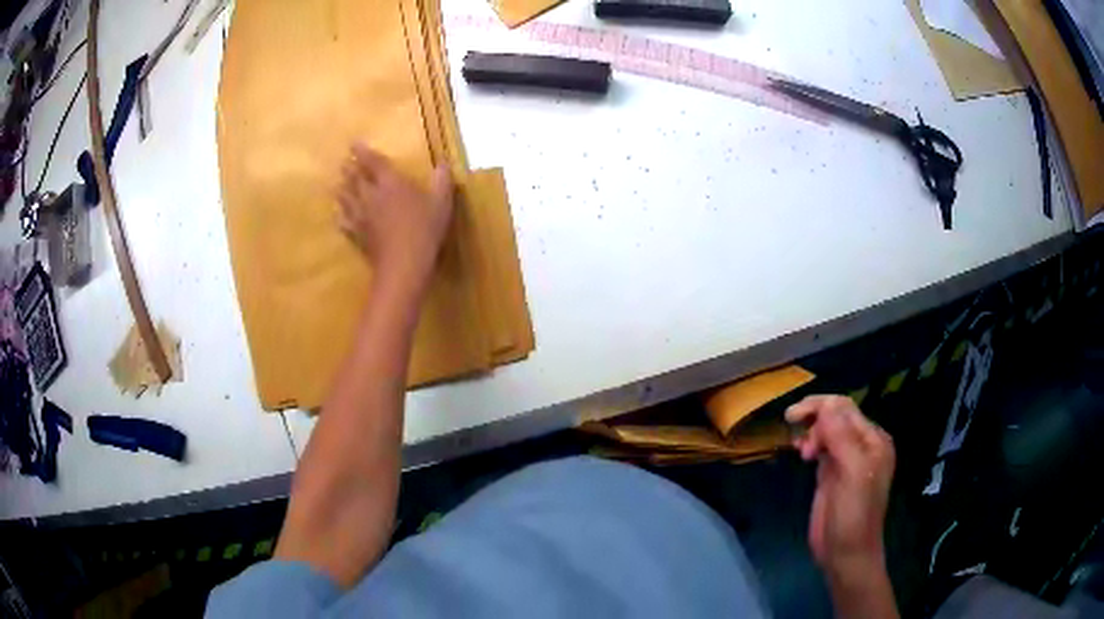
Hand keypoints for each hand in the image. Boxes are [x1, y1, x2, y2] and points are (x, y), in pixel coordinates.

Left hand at [337, 142, 454, 287]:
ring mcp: (361, 217)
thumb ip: (441, 181)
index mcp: (391, 183)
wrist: (403, 265)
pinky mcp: (358, 235)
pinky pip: (345, 222)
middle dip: (349, 169)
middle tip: (343, 163)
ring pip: (346, 198)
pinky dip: (341, 217)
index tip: (353, 144)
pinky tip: (339, 217)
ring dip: (341, 189)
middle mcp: (371, 196)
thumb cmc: (424, 229)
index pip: (373, 162)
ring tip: (337, 185)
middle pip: (355, 179)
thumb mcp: (441, 203)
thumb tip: (442, 164)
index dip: (362, 152)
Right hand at [786, 395, 894, 582]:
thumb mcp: (852, 474)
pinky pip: (821, 449)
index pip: (846, 409)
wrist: (846, 554)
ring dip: (811, 432)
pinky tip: (800, 451)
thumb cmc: (853, 515)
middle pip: (836, 417)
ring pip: (826, 431)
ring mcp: (846, 460)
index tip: (793, 415)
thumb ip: (842, 438)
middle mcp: (862, 446)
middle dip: (815, 419)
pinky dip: (809, 444)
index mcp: (873, 441)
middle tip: (794, 431)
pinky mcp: (831, 475)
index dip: (821, 406)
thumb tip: (826, 404)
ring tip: (801, 451)